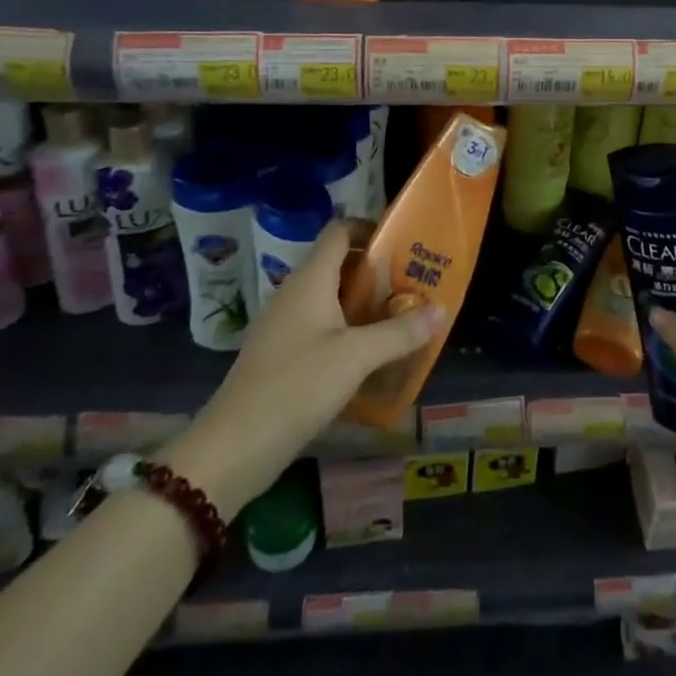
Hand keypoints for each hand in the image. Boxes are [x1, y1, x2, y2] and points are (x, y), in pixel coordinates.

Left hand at [161, 222, 444, 517]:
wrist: (234, 447)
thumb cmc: (297, 385)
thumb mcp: (356, 357)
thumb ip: (399, 332)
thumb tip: (441, 309)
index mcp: (310, 279)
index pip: (339, 231)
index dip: (370, 228)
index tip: (403, 244)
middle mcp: (296, 292)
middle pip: (340, 265)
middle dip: (377, 273)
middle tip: (413, 286)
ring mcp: (285, 324)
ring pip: (332, 299)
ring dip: (365, 305)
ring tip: (401, 320)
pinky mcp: (282, 354)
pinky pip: (322, 327)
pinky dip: (348, 332)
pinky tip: (370, 357)